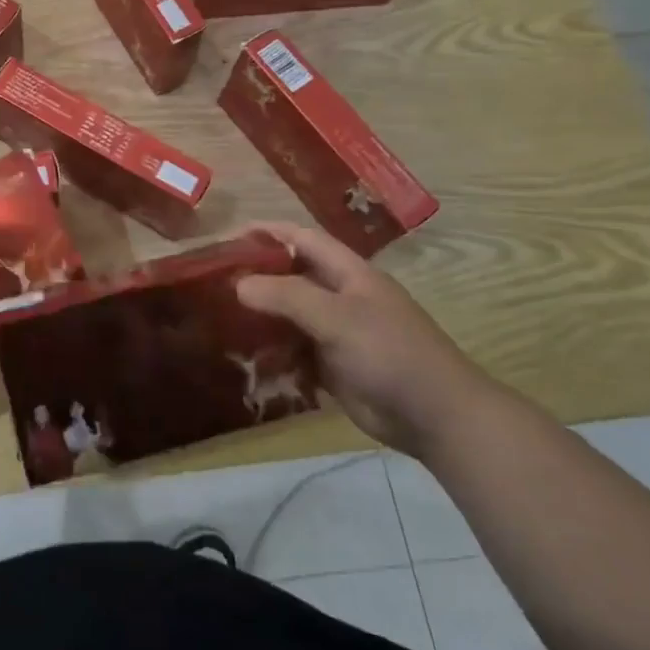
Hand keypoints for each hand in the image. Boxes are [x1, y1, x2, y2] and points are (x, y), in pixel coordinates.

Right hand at [236, 222, 488, 456]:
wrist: (436, 417)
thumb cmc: (390, 354)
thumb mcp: (338, 317)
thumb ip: (287, 296)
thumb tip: (238, 284)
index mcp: (348, 273)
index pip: (301, 239)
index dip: (267, 232)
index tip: (228, 238)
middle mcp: (339, 297)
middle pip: (289, 277)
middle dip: (254, 277)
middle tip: (212, 283)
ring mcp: (335, 333)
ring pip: (287, 316)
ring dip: (258, 319)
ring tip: (219, 321)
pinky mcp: (331, 366)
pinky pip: (293, 351)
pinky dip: (271, 354)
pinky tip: (245, 360)